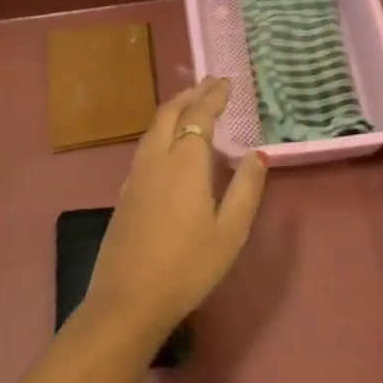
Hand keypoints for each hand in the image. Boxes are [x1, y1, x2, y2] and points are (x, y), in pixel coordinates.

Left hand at [83, 78, 268, 344]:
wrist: (128, 300)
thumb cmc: (187, 267)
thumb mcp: (230, 232)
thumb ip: (246, 189)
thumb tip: (257, 154)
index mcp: (184, 163)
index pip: (199, 116)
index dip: (213, 97)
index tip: (227, 82)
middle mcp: (156, 160)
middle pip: (169, 113)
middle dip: (191, 94)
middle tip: (210, 84)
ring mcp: (135, 176)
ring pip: (153, 128)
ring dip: (174, 109)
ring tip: (192, 104)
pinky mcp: (125, 193)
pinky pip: (146, 145)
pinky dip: (162, 129)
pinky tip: (170, 143)